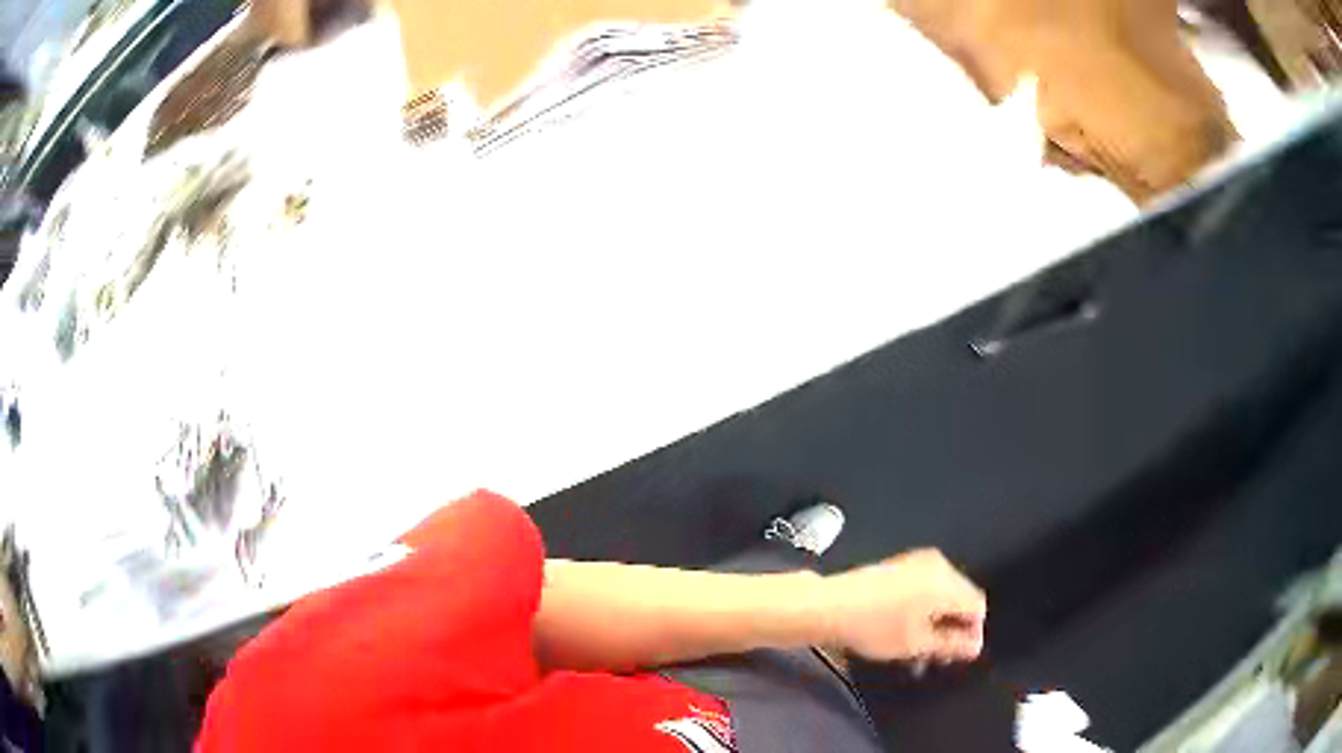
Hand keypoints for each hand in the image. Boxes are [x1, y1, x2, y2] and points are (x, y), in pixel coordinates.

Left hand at [819, 548, 985, 662]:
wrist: (828, 605)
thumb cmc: (874, 627)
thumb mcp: (916, 644)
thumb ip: (951, 645)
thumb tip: (974, 646)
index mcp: (946, 582)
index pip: (977, 606)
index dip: (972, 633)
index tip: (958, 655)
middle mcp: (937, 565)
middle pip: (960, 598)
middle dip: (953, 628)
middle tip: (939, 657)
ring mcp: (917, 562)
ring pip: (942, 595)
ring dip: (937, 622)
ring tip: (920, 650)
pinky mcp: (900, 565)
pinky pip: (925, 588)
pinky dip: (923, 609)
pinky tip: (907, 631)